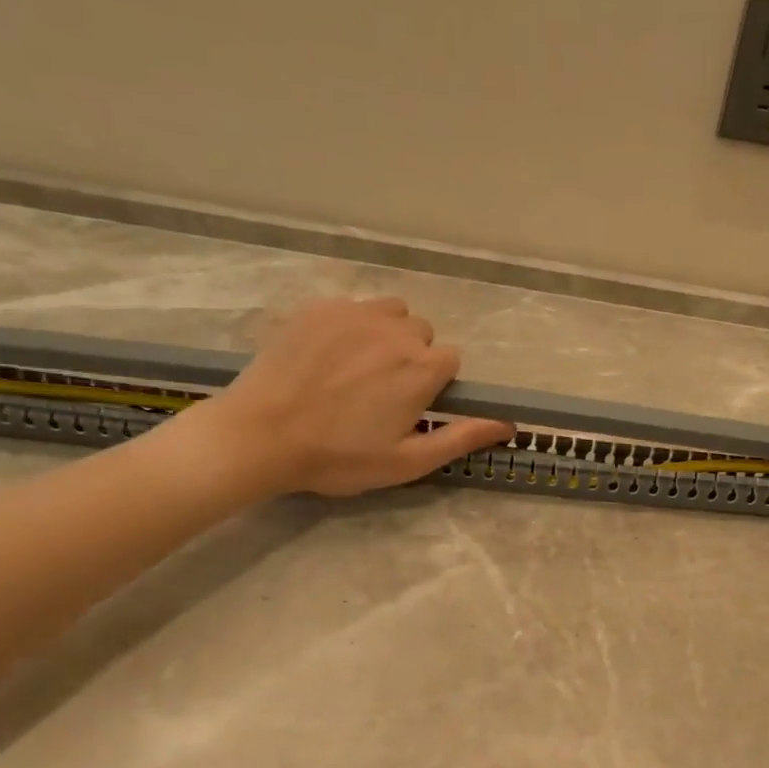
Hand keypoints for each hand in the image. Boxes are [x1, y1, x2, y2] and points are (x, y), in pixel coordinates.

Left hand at [175, 297, 512, 501]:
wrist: (260, 436)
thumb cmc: (339, 457)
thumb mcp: (407, 461)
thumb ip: (461, 438)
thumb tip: (508, 423)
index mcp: (420, 368)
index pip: (451, 360)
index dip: (435, 384)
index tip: (412, 406)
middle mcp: (395, 331)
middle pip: (422, 333)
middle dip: (412, 356)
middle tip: (381, 391)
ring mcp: (353, 313)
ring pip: (390, 312)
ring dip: (386, 334)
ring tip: (359, 367)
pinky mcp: (317, 308)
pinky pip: (351, 306)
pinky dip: (351, 325)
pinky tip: (327, 355)